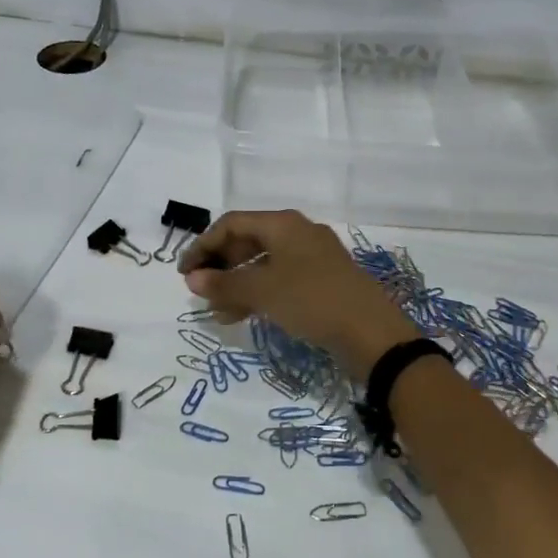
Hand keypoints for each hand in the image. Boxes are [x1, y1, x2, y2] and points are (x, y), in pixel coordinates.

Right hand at [178, 211, 418, 379]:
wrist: (372, 333)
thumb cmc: (312, 301)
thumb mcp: (263, 292)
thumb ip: (224, 285)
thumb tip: (193, 279)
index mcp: (284, 225)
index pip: (231, 224)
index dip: (203, 246)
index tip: (184, 273)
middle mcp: (298, 234)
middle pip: (247, 241)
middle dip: (220, 266)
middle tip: (200, 291)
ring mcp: (313, 258)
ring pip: (263, 264)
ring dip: (237, 284)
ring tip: (216, 311)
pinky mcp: (322, 282)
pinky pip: (280, 281)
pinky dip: (258, 294)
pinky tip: (241, 316)